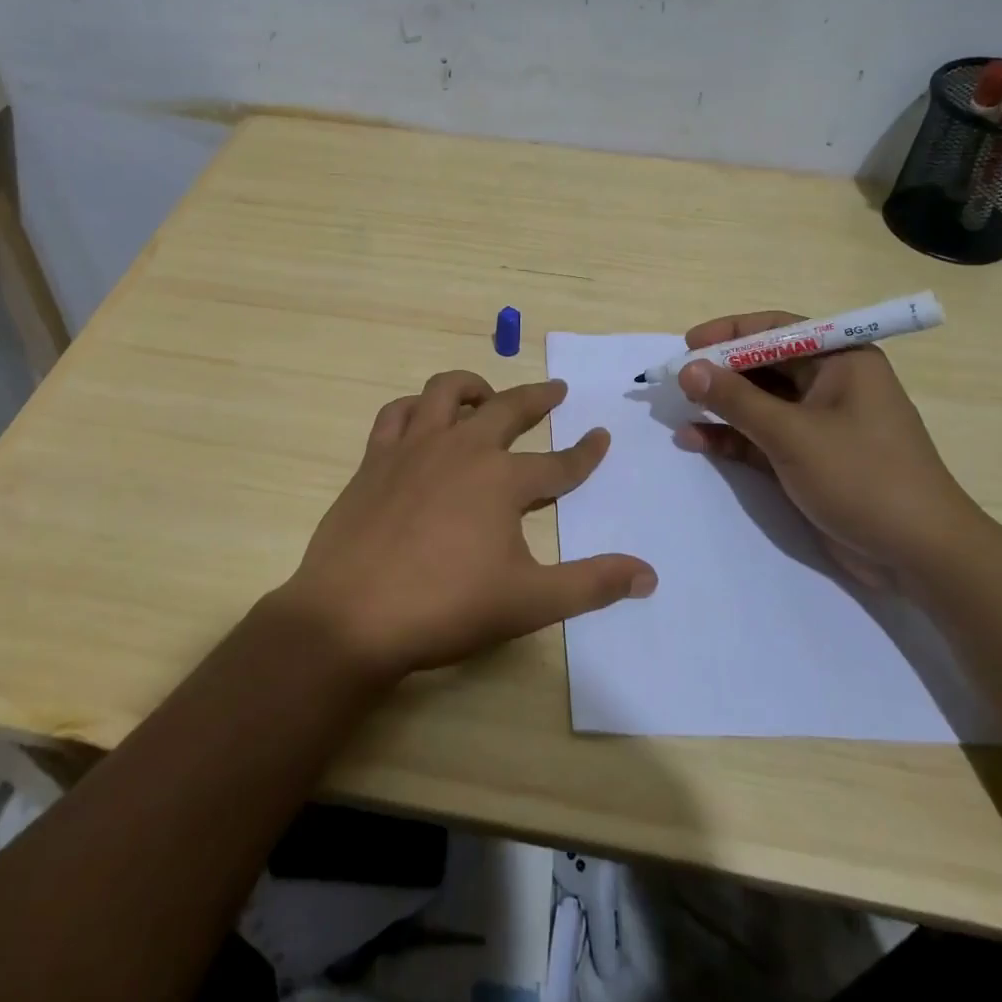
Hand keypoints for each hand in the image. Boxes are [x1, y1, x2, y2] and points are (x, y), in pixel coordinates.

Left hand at [273, 371, 655, 680]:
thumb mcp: (529, 602)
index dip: (585, 453)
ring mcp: (414, 448)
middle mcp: (462, 449)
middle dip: (538, 397)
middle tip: (556, 389)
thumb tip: (649, 575)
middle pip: (508, 409)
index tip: (601, 436)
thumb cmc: (445, 608)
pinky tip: (421, 418)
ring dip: (473, 386)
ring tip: (486, 394)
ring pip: (446, 392)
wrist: (352, 615)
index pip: (559, 464)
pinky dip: (415, 407)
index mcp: (503, 480)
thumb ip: (591, 585)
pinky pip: (396, 413)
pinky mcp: (375, 458)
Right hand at [674, 312, 986, 593]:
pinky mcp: (809, 458)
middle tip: (675, 380)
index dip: (730, 332)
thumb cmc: (862, 477)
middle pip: (764, 365)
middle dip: (719, 372)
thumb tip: (688, 368)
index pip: (777, 330)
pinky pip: (761, 436)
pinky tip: (695, 440)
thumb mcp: (792, 434)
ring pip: (758, 402)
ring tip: (677, 410)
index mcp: (842, 361)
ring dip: (720, 406)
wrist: (920, 556)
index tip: (688, 343)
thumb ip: (736, 399)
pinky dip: (731, 437)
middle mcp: (831, 384)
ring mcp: (819, 423)